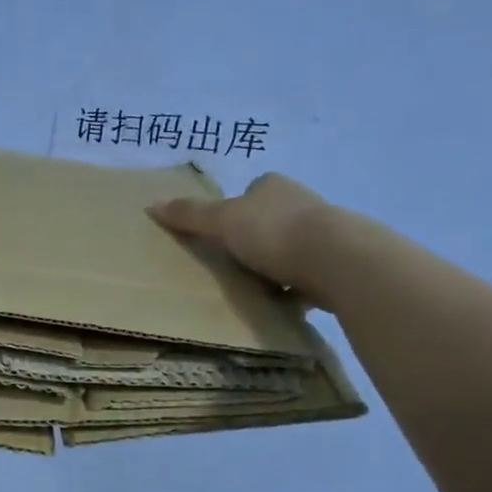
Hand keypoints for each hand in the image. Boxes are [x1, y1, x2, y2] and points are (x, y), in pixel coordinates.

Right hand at [148, 172, 340, 307]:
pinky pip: (310, 275)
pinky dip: (297, 288)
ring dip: (278, 265)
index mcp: (273, 186)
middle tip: (233, 265)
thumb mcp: (222, 221)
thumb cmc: (273, 232)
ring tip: (256, 289)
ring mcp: (325, 232)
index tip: (222, 236)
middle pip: (271, 220)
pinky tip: (283, 304)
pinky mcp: (340, 263)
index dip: (235, 211)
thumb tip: (151, 205)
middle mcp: (302, 202)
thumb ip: (189, 215)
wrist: (337, 260)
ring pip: (292, 247)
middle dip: (256, 240)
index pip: (250, 192)